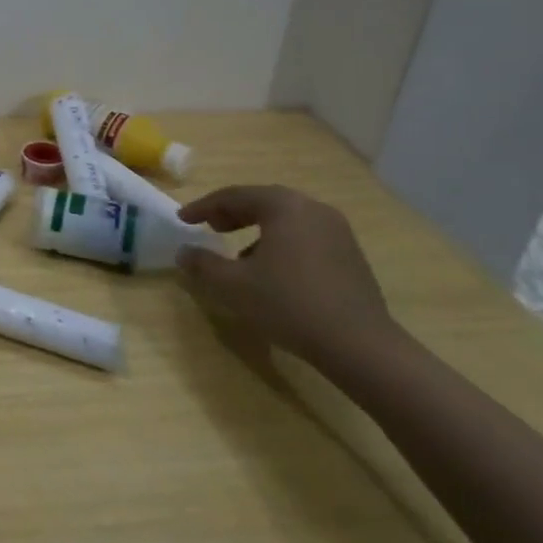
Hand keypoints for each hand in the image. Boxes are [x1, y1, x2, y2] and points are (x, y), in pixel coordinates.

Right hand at [175, 185, 397, 364]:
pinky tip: (272, 271)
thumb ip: (202, 264)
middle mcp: (313, 210)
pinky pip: (305, 237)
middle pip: (264, 202)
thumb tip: (184, 252)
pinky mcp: (350, 256)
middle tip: (209, 227)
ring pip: (286, 220)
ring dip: (256, 229)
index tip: (182, 219)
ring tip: (238, 254)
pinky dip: (280, 243)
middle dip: (232, 213)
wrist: (360, 346)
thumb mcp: (232, 285)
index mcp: (285, 207)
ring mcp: (338, 232)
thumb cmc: (289, 304)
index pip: (235, 196)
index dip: (204, 207)